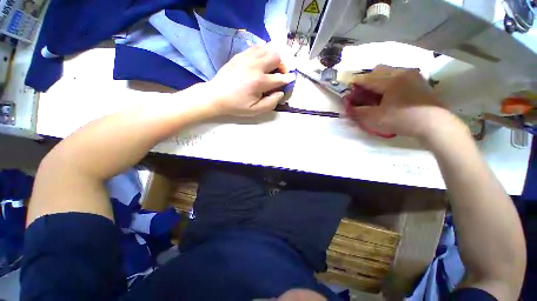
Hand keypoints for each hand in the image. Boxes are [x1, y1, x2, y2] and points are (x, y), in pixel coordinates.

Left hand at [203, 44, 294, 116]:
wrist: (216, 95)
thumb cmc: (237, 105)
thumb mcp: (255, 110)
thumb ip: (271, 103)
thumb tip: (281, 93)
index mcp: (259, 82)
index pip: (280, 78)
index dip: (288, 79)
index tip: (291, 78)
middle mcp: (255, 66)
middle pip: (276, 56)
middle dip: (282, 64)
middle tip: (279, 72)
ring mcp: (247, 58)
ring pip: (267, 48)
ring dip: (273, 56)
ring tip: (271, 65)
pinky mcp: (240, 55)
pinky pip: (256, 47)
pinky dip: (263, 51)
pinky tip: (261, 60)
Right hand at [347, 65, 457, 140]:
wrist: (434, 124)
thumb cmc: (402, 119)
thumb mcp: (375, 118)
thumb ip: (359, 111)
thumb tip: (349, 107)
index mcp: (390, 80)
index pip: (367, 78)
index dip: (355, 83)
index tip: (347, 87)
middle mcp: (402, 72)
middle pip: (379, 70)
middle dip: (367, 79)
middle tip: (362, 91)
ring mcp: (413, 75)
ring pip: (390, 70)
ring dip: (379, 78)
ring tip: (376, 91)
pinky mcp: (420, 81)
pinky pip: (400, 74)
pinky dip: (390, 80)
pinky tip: (390, 92)